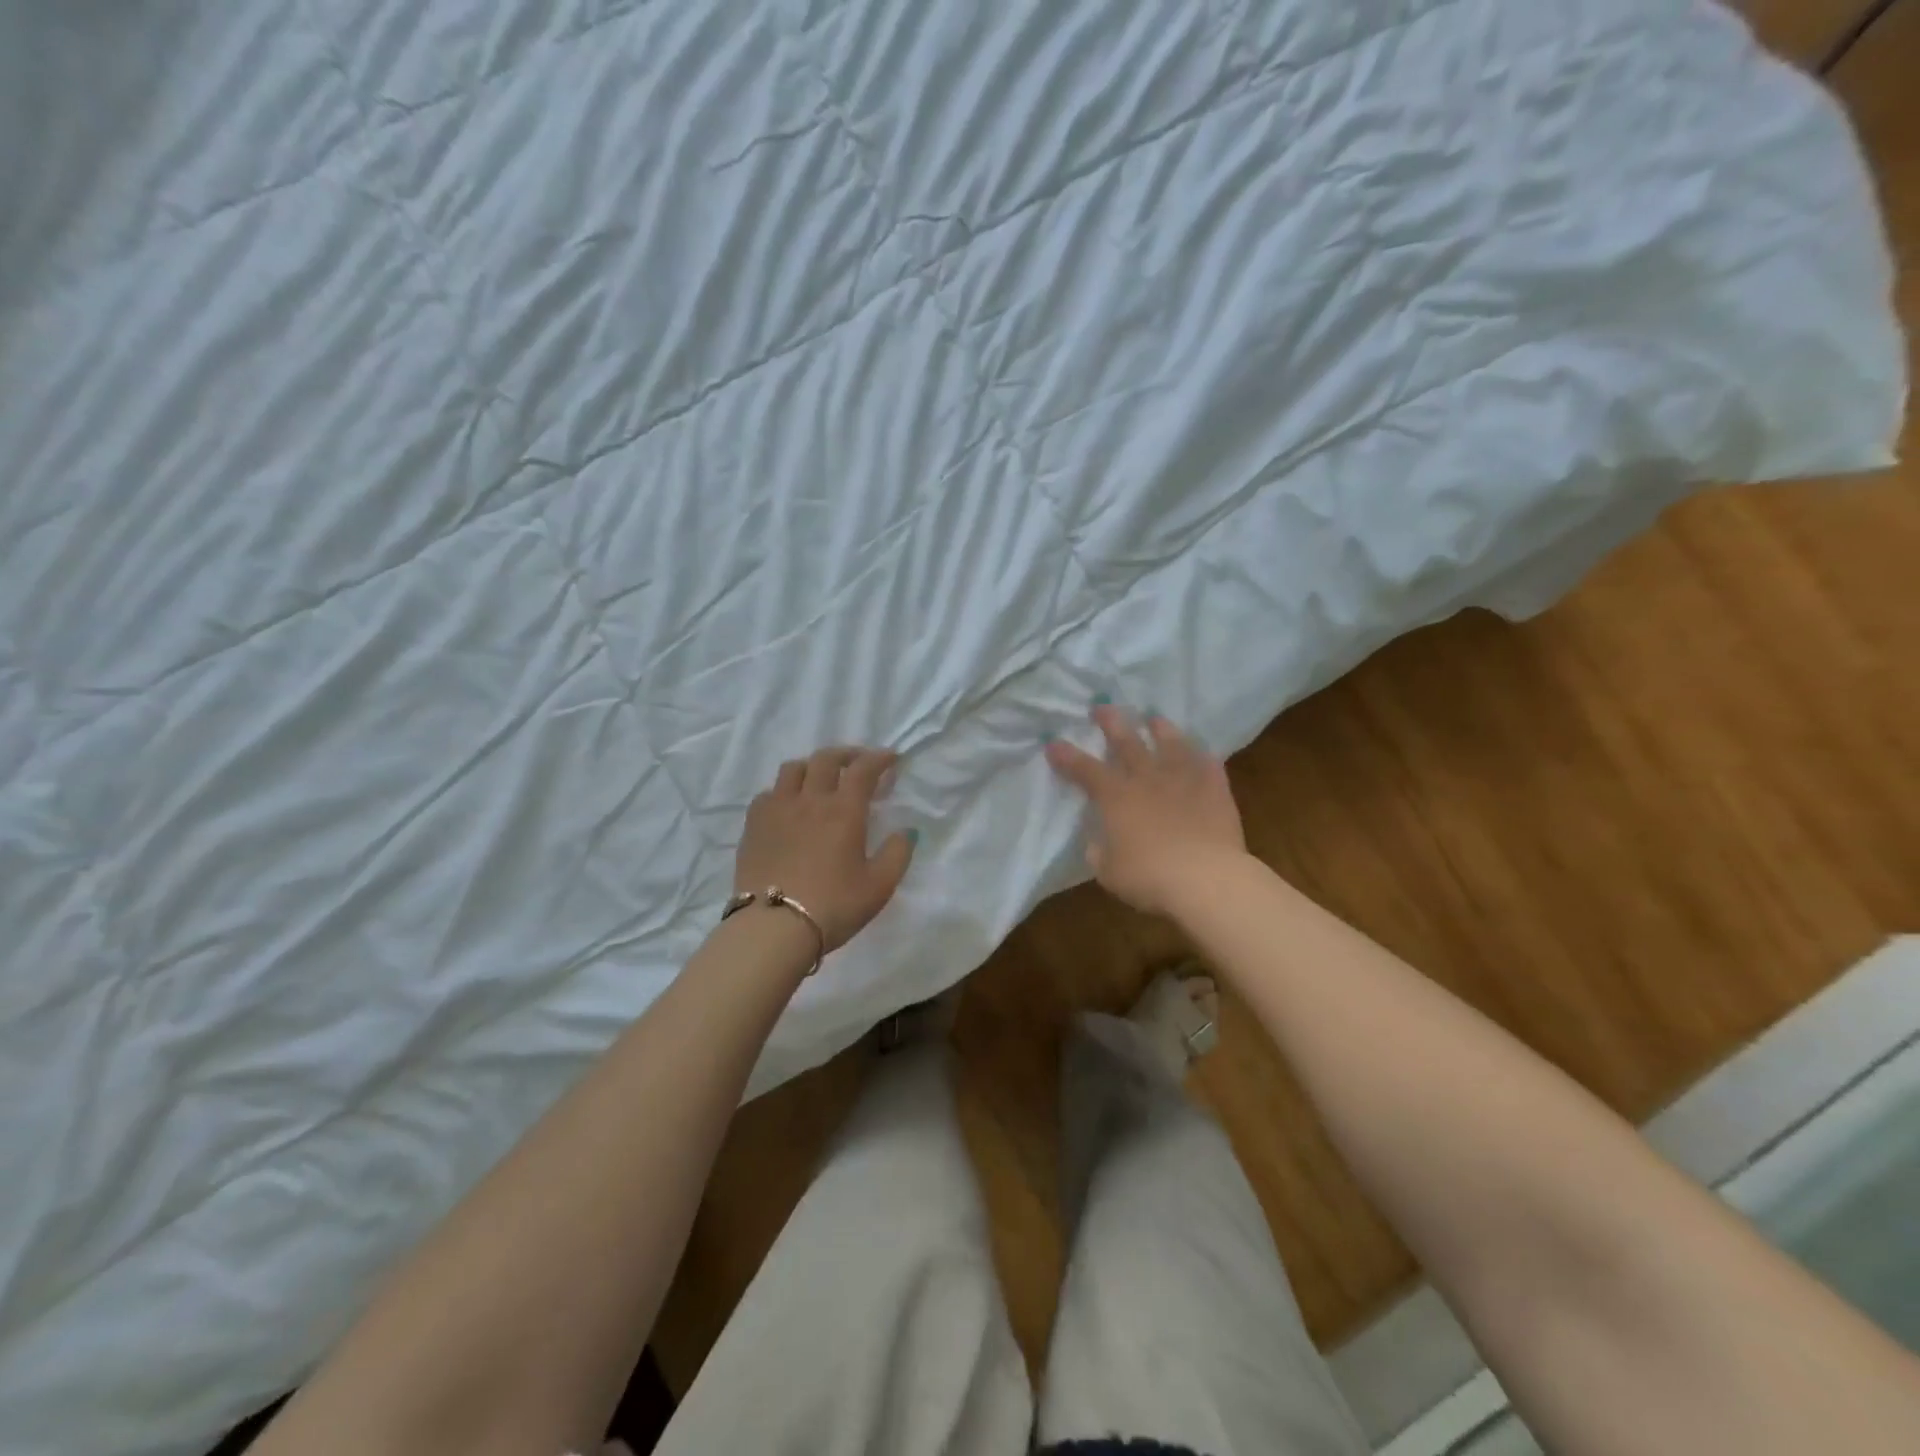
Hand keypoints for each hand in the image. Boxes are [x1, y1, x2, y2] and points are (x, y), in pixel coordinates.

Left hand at [734, 746, 915, 952]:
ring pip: (793, 768)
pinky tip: (788, 807)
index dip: (879, 758)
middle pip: (826, 759)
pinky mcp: (753, 825)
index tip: (891, 758)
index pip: (863, 769)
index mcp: (844, 810)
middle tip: (858, 764)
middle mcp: (810, 800)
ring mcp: (777, 809)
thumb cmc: (833, 906)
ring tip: (820, 780)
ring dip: (812, 767)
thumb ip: (897, 854)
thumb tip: (907, 831)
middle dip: (847, 754)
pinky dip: (784, 791)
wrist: (773, 928)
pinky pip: (768, 793)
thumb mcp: (879, 886)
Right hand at [1045, 706, 1246, 914]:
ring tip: (1154, 718)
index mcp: (1115, 797)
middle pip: (1126, 742)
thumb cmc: (1148, 877)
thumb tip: (1100, 843)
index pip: (1084, 770)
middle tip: (1102, 707)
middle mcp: (1146, 778)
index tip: (1053, 743)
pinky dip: (1202, 757)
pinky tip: (1201, 752)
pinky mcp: (1215, 789)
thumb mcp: (1109, 871)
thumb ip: (1101, 852)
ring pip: (1170, 744)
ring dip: (1160, 729)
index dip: (1067, 756)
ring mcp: (1183, 779)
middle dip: (1111, 723)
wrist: (1205, 878)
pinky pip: (1208, 765)